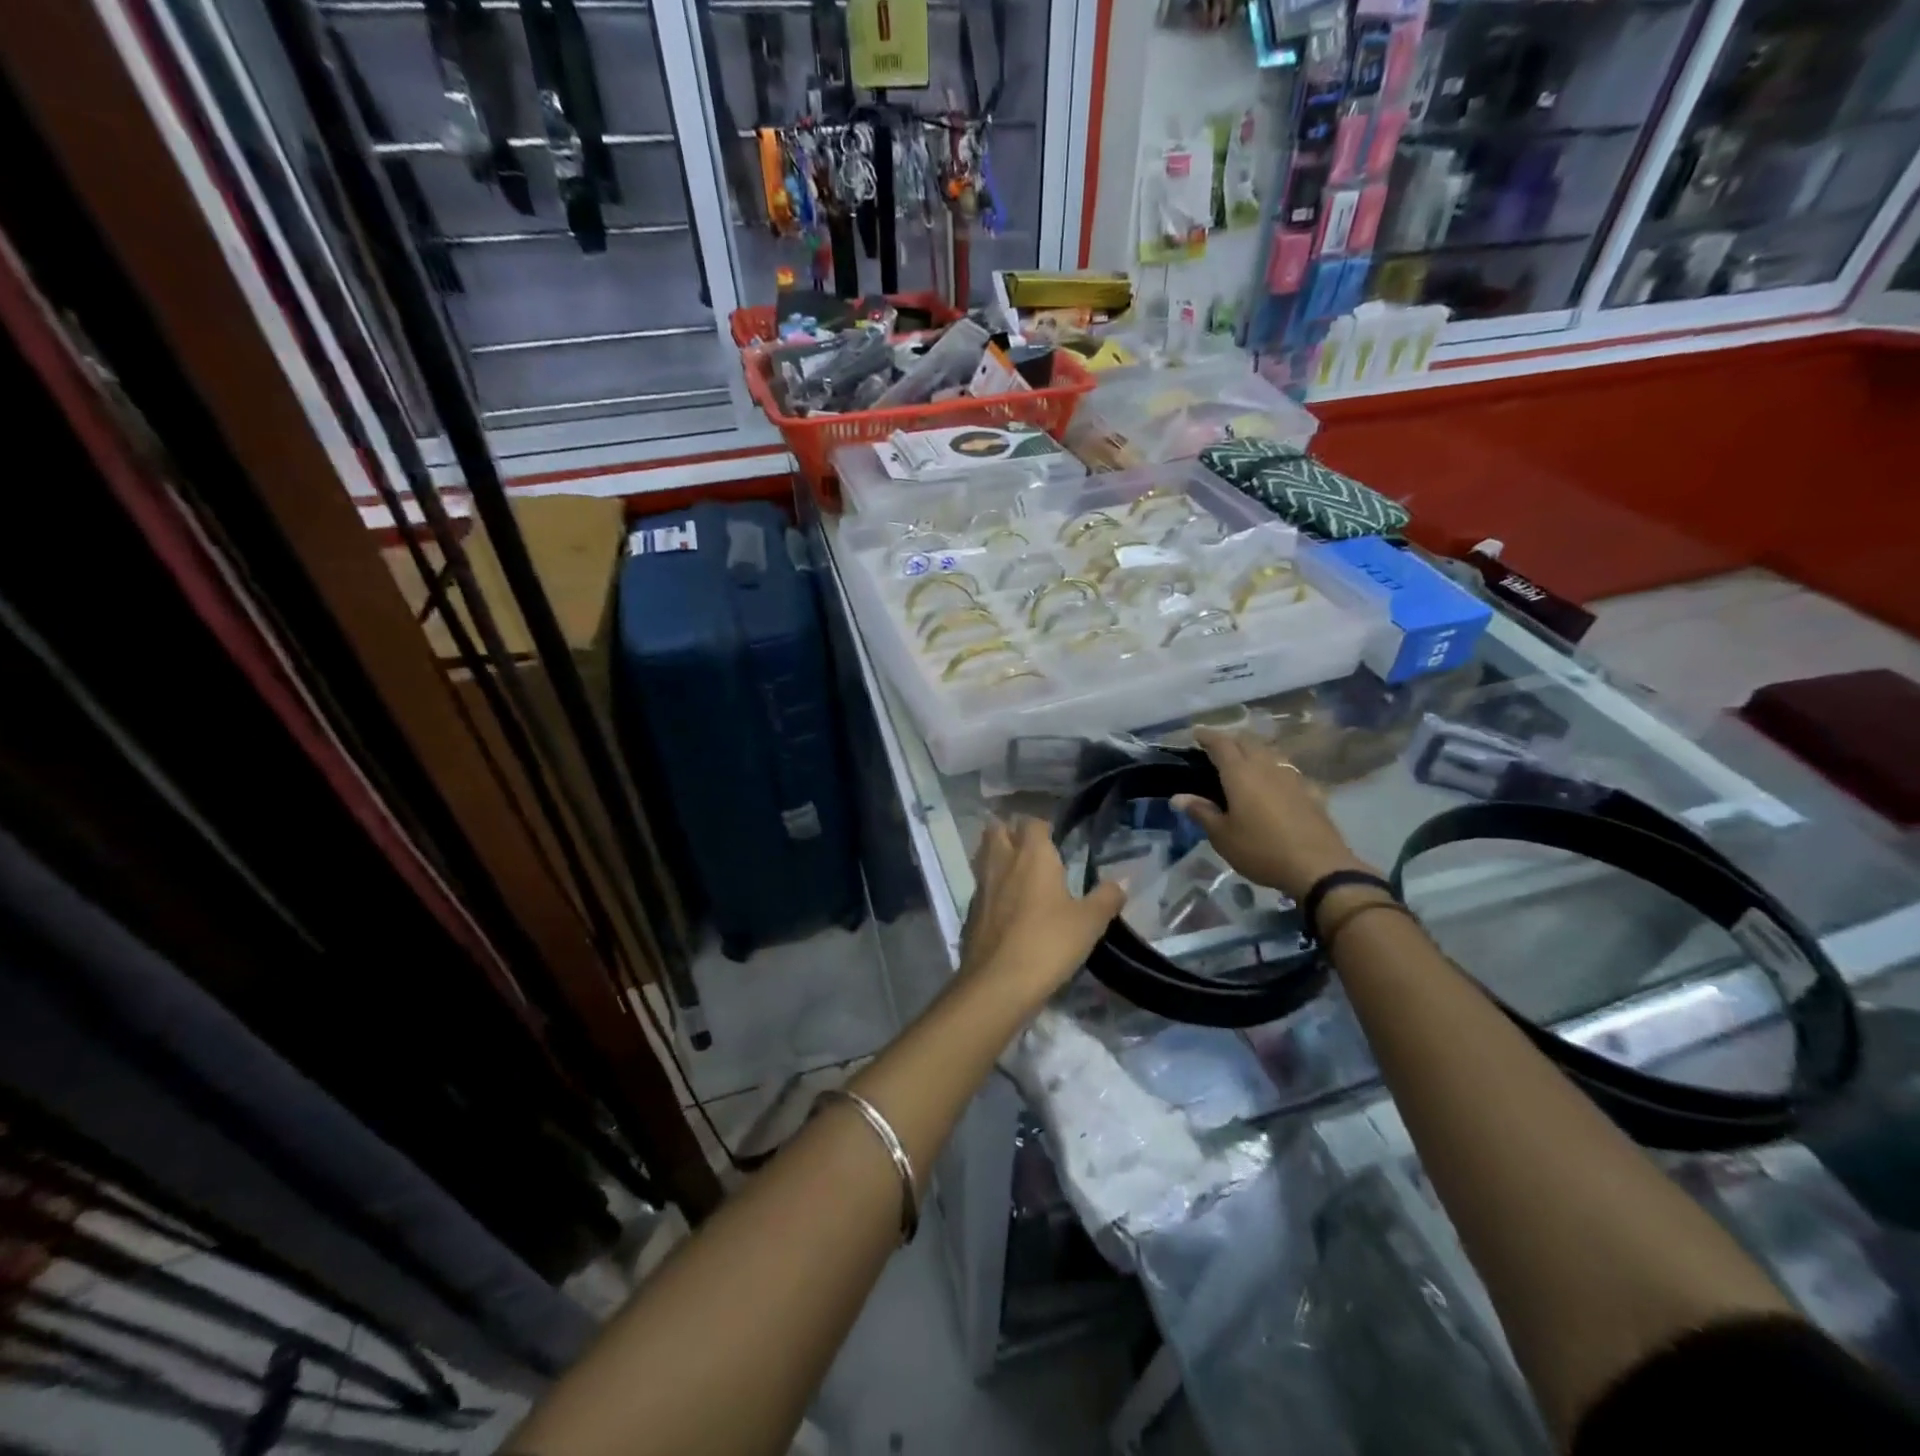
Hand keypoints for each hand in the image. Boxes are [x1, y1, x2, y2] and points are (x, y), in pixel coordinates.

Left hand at [959, 816, 1126, 1016]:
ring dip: (997, 857)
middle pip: (997, 830)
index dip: (1043, 827)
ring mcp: (981, 886)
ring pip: (983, 856)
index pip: (1032, 822)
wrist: (998, 983)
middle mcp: (1002, 862)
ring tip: (1018, 873)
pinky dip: (991, 888)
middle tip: (1032, 851)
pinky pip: (980, 887)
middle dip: (1011, 833)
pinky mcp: (970, 912)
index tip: (1057, 840)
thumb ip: (1106, 898)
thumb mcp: (1089, 923)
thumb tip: (1121, 882)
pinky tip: (1005, 907)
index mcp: (1032, 855)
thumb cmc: (1048, 944)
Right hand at [1171, 728, 1371, 900]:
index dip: (1207, 736)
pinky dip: (1276, 770)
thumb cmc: (1261, 850)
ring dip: (1254, 751)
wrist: (1318, 868)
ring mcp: (1292, 778)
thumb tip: (1178, 797)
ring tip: (1244, 761)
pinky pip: (1288, 772)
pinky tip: (1276, 783)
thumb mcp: (1222, 836)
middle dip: (1231, 739)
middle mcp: (1266, 767)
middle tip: (1217, 747)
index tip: (1196, 733)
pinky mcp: (1311, 792)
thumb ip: (1201, 812)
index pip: (1221, 744)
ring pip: (1270, 753)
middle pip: (1247, 742)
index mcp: (1240, 774)